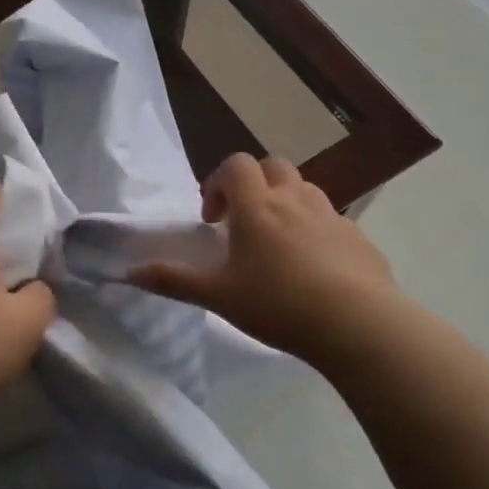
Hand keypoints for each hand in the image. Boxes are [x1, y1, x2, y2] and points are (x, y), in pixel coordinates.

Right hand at [130, 154, 397, 368]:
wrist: (357, 324)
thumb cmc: (278, 304)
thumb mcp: (218, 296)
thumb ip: (174, 280)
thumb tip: (129, 272)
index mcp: (257, 206)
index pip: (236, 165)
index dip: (219, 182)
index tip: (213, 220)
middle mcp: (295, 200)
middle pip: (273, 166)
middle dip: (254, 185)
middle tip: (244, 224)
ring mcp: (331, 216)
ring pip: (305, 190)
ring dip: (286, 203)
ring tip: (278, 244)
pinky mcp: (359, 238)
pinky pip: (332, 221)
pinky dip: (316, 231)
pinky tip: (314, 270)